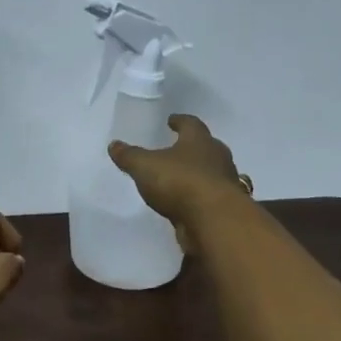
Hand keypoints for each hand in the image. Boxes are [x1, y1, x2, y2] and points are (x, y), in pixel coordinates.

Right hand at [108, 115, 249, 250]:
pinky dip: (201, 197)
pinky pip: (211, 197)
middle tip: (180, 148)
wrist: (215, 221)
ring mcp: (225, 184)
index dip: (180, 121)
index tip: (172, 120)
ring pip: (213, 173)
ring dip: (200, 173)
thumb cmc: (180, 182)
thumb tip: (114, 145)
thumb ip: (130, 156)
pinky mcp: (226, 208)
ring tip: (182, 178)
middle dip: (193, 147)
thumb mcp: (145, 166)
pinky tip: (188, 204)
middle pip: (207, 147)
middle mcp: (217, 158)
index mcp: (199, 141)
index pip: (191, 124)